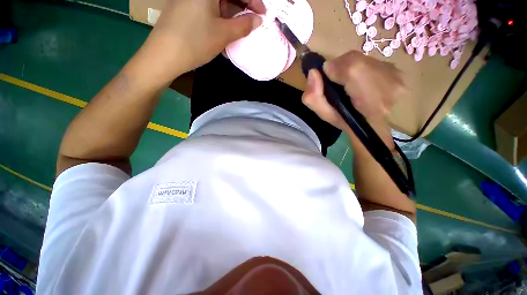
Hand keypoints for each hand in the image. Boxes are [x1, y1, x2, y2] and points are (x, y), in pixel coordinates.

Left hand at [140, 0, 265, 81]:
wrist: (164, 55)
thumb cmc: (195, 42)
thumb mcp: (223, 34)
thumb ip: (243, 26)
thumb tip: (258, 20)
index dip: (253, 1)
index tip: (263, 14)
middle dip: (242, 8)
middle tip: (253, 22)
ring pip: (217, 4)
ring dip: (231, 17)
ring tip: (240, 32)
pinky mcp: (185, 8)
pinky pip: (208, 11)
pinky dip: (219, 21)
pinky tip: (225, 33)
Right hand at [301, 51, 404, 134]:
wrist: (371, 125)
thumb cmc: (346, 122)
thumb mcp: (325, 115)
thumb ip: (313, 97)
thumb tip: (313, 72)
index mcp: (369, 103)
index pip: (352, 70)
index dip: (335, 69)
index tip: (327, 77)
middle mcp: (390, 85)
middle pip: (357, 61)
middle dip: (340, 66)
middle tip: (335, 79)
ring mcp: (397, 77)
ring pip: (363, 58)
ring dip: (349, 66)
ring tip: (346, 81)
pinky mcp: (398, 71)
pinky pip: (371, 60)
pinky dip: (359, 66)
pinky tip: (357, 79)